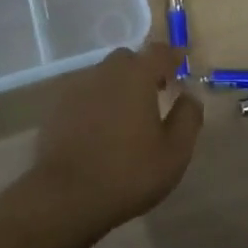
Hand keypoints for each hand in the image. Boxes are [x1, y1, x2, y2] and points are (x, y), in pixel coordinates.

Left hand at [19, 42, 203, 246]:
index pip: (159, 51)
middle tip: (156, 91)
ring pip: (105, 76)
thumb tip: (189, 95)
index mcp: (136, 76)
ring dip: (119, 86)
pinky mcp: (58, 106)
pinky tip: (101, 128)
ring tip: (128, 114)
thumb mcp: (174, 152)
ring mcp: (78, 87)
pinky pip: (85, 94)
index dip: (173, 55)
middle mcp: (106, 71)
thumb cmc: (128, 173)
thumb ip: (188, 117)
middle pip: (129, 59)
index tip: (182, 61)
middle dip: (144, 70)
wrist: (66, 195)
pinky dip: (97, 102)